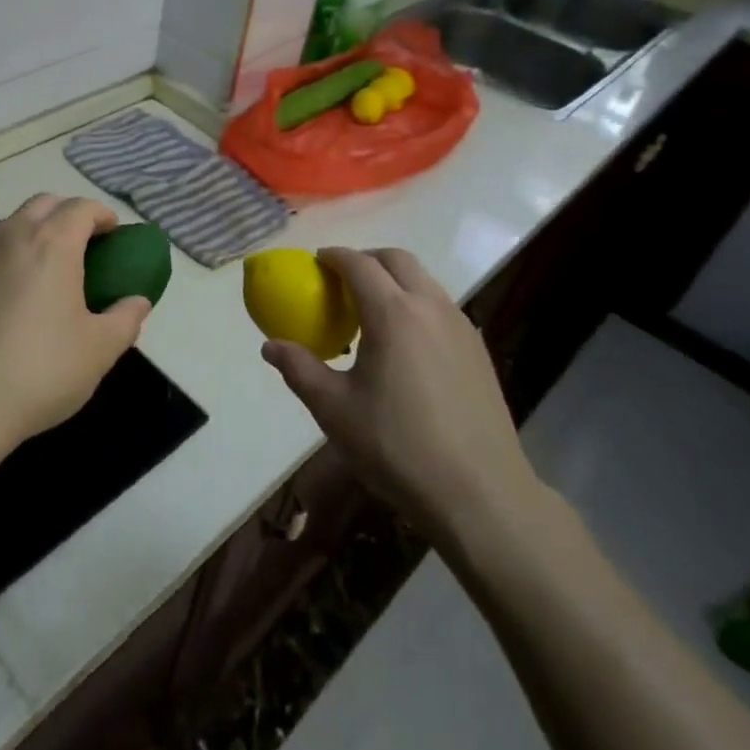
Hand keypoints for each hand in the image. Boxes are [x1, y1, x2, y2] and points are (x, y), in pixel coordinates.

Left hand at [0, 194, 150, 461]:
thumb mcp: (99, 351)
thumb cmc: (38, 372)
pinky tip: (5, 296)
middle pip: (43, 204)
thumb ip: (125, 318)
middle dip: (67, 215)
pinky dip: (2, 259)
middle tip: (82, 246)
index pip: (82, 208)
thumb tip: (138, 301)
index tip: (113, 233)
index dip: (102, 215)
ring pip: (9, 226)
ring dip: (32, 234)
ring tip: (43, 272)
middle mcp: (10, 236)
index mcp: (52, 244)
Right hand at [261, 247, 545, 552]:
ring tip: (372, 312)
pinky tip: (405, 344)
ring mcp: (461, 327)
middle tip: (342, 280)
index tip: (316, 262)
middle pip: (397, 260)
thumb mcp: (334, 410)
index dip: (334, 256)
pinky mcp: (479, 350)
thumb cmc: (397, 447)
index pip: (359, 264)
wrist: (480, 493)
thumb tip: (270, 346)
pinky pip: (441, 307)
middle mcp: (431, 308)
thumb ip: (300, 370)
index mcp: (393, 314)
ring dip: (395, 280)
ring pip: (424, 281)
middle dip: (367, 259)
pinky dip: (417, 304)